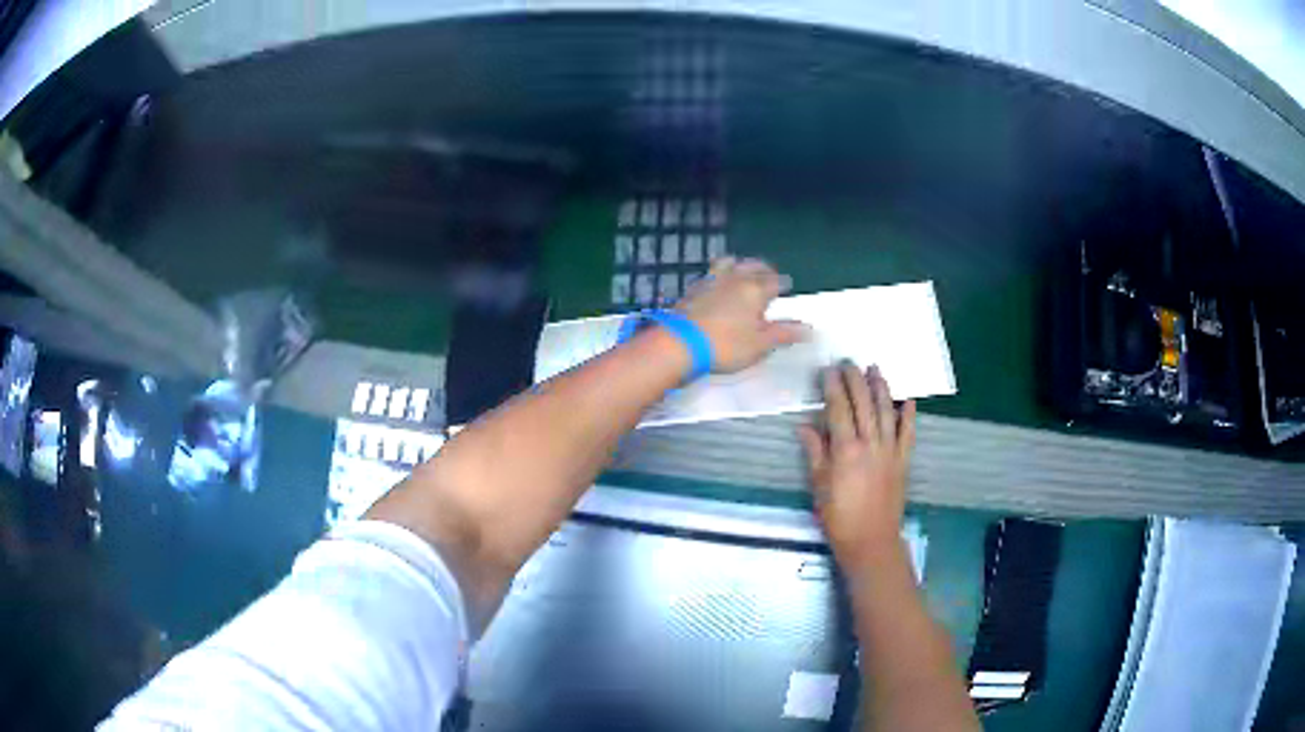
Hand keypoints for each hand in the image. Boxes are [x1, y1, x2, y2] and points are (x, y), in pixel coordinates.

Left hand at [676, 257, 809, 373]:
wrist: (680, 343)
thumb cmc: (725, 345)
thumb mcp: (760, 345)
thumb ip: (784, 334)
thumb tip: (809, 328)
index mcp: (755, 290)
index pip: (776, 281)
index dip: (783, 284)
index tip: (786, 287)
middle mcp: (735, 279)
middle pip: (753, 266)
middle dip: (763, 269)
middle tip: (768, 274)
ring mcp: (711, 281)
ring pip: (729, 263)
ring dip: (739, 265)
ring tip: (742, 271)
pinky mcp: (693, 289)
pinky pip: (710, 274)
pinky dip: (719, 274)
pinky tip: (717, 283)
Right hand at [799, 363, 916, 570]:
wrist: (871, 540)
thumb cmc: (838, 517)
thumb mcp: (819, 486)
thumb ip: (815, 453)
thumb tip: (805, 426)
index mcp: (845, 450)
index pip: (838, 409)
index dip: (833, 387)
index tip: (828, 370)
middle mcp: (870, 444)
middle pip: (863, 404)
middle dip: (856, 380)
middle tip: (849, 362)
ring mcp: (890, 451)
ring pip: (886, 412)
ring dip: (881, 388)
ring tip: (875, 369)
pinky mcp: (903, 461)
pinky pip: (908, 433)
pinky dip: (909, 415)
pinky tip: (907, 400)